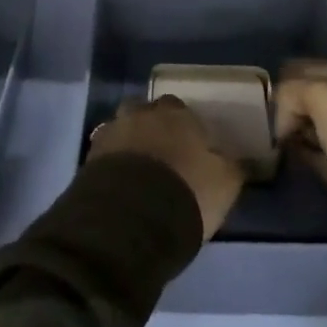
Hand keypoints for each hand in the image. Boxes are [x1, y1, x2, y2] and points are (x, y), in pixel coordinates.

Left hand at [88, 95, 244, 237]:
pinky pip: (106, 153)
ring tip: (139, 170)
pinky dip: (113, 163)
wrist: (132, 217)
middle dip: (153, 128)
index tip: (190, 148)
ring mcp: (112, 132)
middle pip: (147, 113)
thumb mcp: (225, 183)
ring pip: (123, 129)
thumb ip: (231, 166)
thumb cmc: (187, 191)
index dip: (186, 128)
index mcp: (177, 114)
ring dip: (130, 143)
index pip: (181, 109)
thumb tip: (236, 159)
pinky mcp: (90, 157)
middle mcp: (142, 114)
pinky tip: (122, 182)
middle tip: (163, 155)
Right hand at [273, 60, 326, 238]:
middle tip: (256, 131)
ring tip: (261, 147)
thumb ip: (291, 92)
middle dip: (275, 109)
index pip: (291, 71)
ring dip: (281, 132)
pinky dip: (291, 154)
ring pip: (297, 123)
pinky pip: (304, 150)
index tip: (258, 113)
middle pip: (293, 97)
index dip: (274, 88)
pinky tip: (279, 161)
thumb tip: (280, 121)